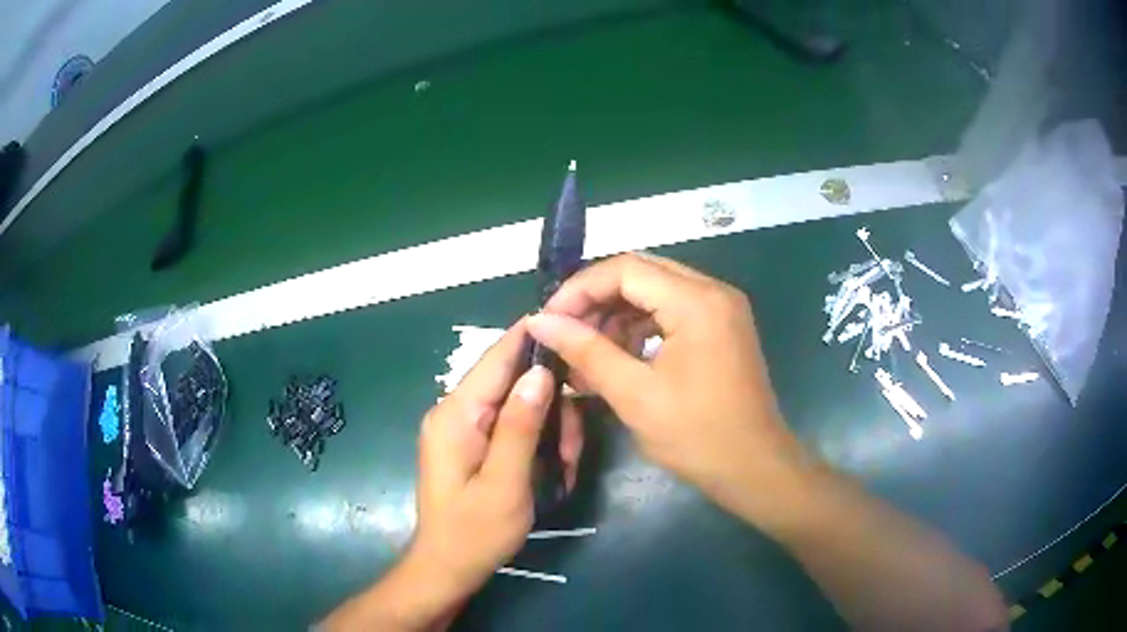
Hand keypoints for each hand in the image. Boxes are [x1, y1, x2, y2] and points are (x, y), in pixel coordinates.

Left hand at [412, 320, 582, 608]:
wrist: (448, 567)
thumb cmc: (474, 533)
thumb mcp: (504, 484)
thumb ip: (520, 427)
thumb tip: (540, 372)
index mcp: (455, 415)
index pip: (496, 358)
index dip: (532, 338)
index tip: (573, 328)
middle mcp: (455, 411)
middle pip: (512, 382)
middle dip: (551, 406)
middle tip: (574, 448)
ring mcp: (463, 427)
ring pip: (518, 404)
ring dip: (550, 429)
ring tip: (566, 467)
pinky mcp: (473, 442)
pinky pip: (512, 425)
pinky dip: (537, 440)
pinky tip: (553, 469)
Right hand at [526, 254, 807, 515]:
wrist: (755, 469)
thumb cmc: (697, 436)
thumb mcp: (634, 395)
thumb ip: (586, 351)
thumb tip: (539, 321)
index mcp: (697, 301)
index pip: (625, 269)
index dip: (580, 289)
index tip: (548, 320)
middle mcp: (713, 291)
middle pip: (640, 274)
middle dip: (596, 301)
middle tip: (564, 333)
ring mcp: (721, 309)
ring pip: (655, 292)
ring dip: (617, 316)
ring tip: (587, 354)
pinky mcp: (722, 328)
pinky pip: (672, 313)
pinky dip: (640, 329)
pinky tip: (618, 358)